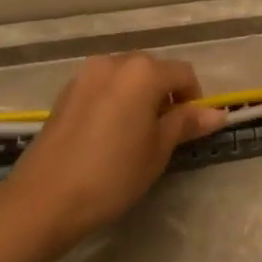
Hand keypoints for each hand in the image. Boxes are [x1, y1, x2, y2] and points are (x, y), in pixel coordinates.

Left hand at [0, 53, 226, 248]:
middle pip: (153, 70)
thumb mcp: (158, 150)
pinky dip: (115, 101)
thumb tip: (217, 113)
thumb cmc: (112, 174)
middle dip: (166, 95)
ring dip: (139, 97)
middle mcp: (113, 62)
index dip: (194, 100)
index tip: (190, 129)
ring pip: (126, 78)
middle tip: (165, 134)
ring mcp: (85, 75)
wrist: (44, 199)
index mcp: (142, 72)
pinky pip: (103, 88)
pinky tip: (109, 135)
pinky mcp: (65, 93)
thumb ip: (186, 123)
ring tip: (136, 135)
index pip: (184, 73)